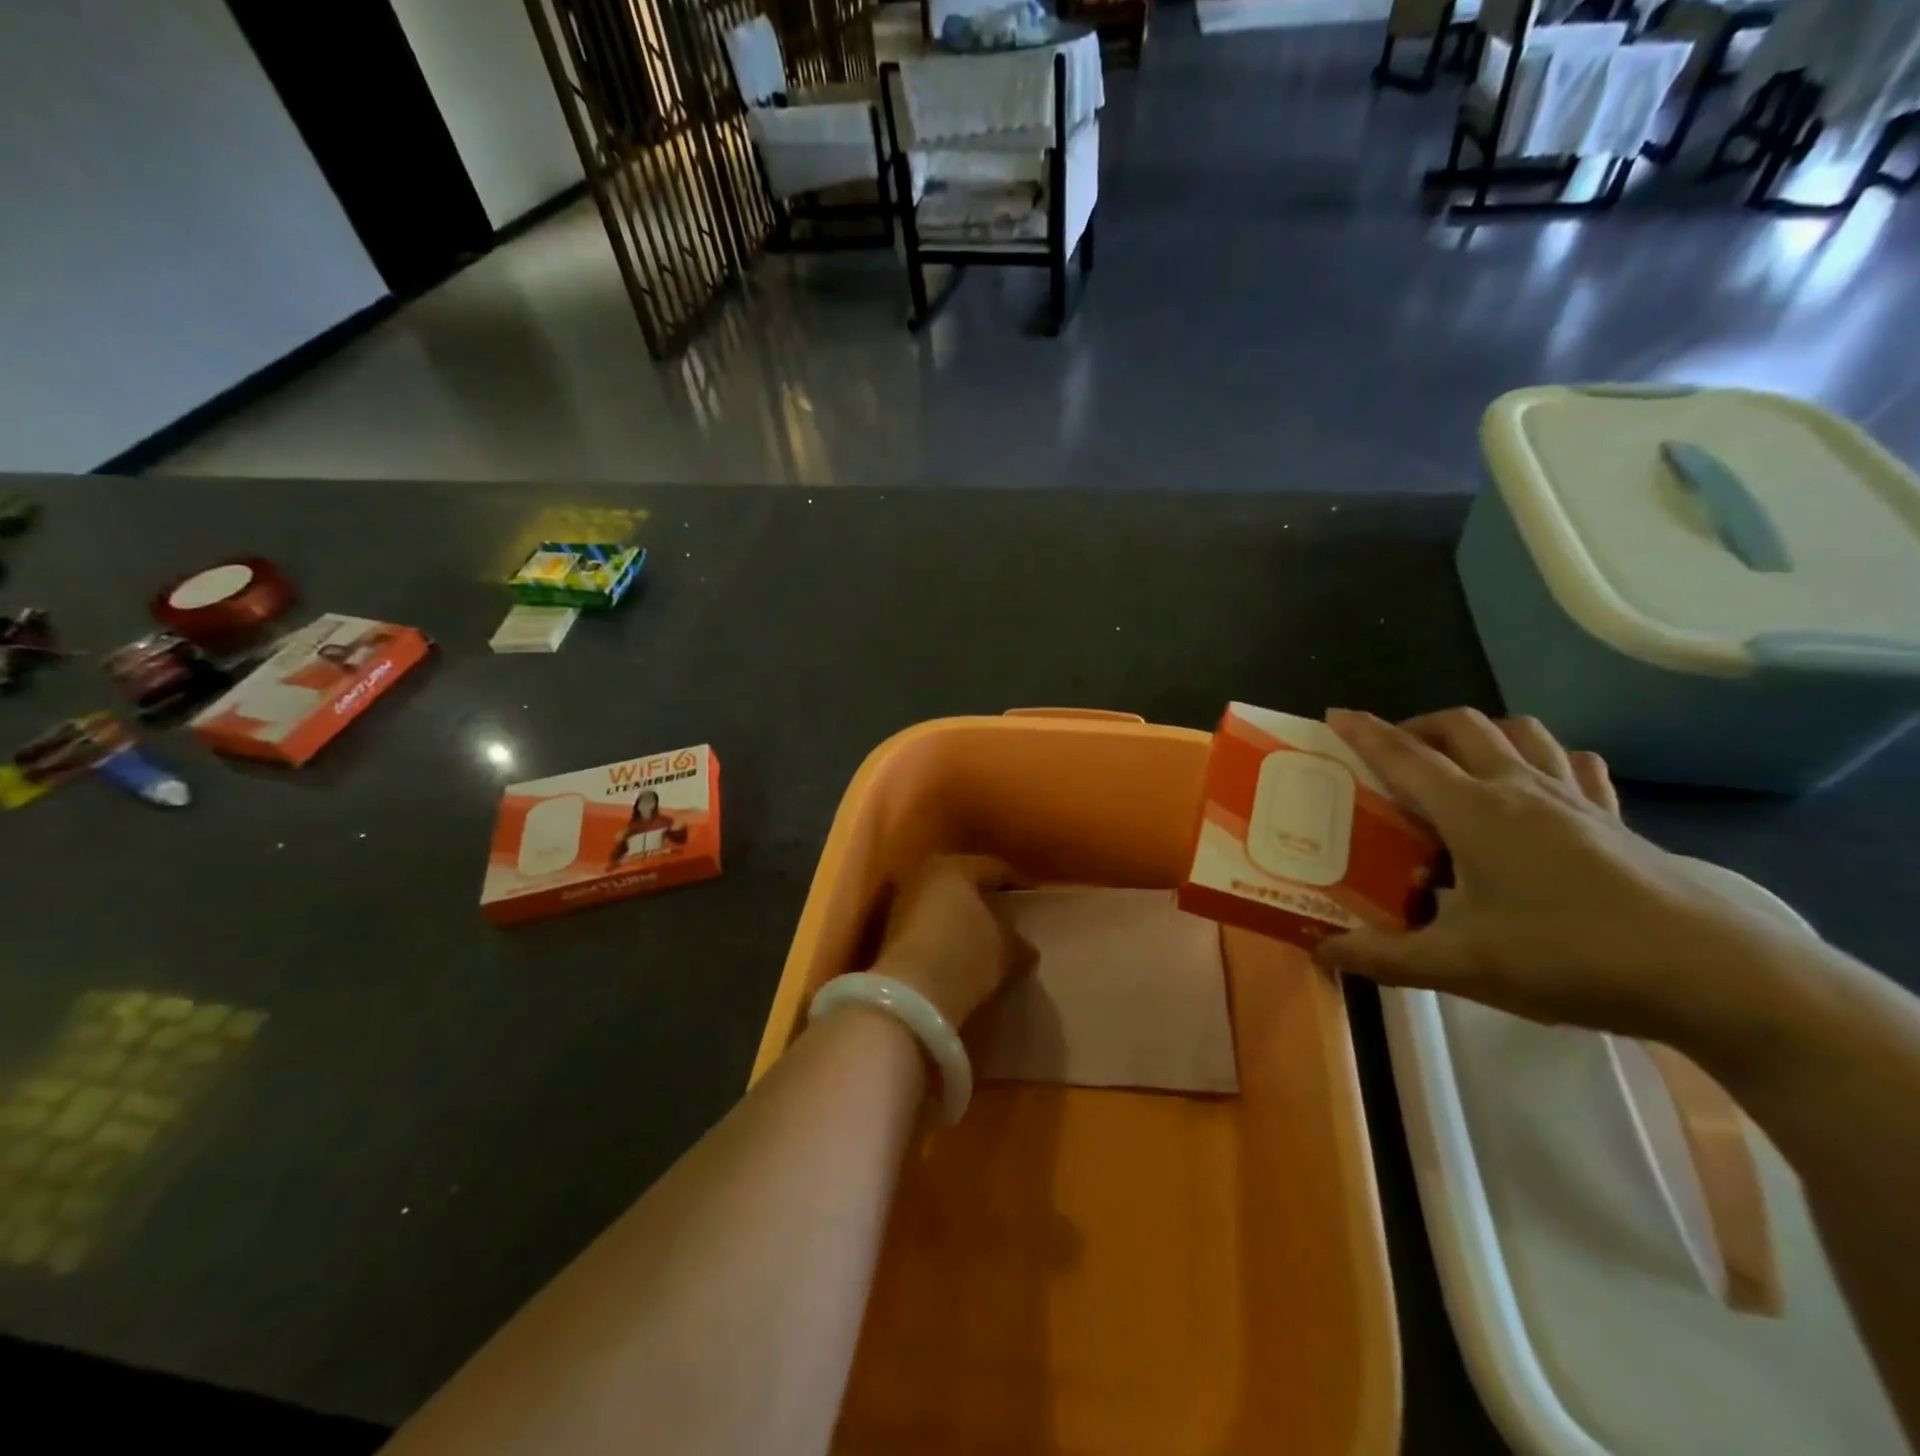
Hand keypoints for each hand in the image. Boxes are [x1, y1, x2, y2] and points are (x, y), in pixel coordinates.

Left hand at [871, 855, 1030, 1026]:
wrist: (910, 994)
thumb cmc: (964, 957)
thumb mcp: (1004, 951)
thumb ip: (1017, 942)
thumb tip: (1024, 946)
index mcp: (957, 867)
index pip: (995, 868)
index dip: (1018, 883)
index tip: (1034, 899)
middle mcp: (926, 873)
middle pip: (964, 880)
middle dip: (984, 895)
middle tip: (1007, 912)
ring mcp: (904, 899)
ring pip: (942, 899)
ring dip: (961, 913)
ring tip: (983, 934)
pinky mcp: (891, 927)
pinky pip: (927, 920)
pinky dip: (943, 929)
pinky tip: (958, 948)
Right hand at [1314, 708, 1820, 1042]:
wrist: (1713, 976)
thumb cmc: (1569, 956)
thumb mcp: (1461, 965)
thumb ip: (1384, 957)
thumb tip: (1322, 952)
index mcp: (1473, 811)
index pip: (1404, 756)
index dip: (1364, 733)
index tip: (1334, 716)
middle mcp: (1518, 789)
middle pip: (1462, 727)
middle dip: (1418, 727)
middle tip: (1393, 754)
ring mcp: (1574, 800)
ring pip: (1522, 733)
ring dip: (1481, 734)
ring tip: (1460, 764)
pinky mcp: (1615, 821)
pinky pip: (1577, 767)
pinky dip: (1548, 761)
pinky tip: (1542, 787)